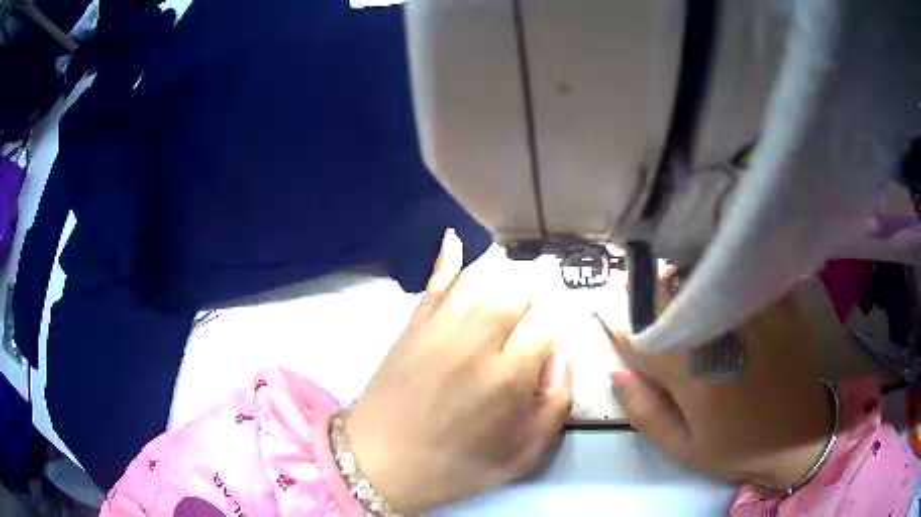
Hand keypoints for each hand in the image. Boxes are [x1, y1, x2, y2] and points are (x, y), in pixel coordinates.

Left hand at [346, 231, 571, 512]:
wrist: (379, 462)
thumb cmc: (455, 467)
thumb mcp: (523, 456)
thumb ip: (556, 403)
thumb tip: (561, 352)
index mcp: (509, 376)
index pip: (549, 318)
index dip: (560, 316)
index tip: (558, 326)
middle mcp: (476, 341)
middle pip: (518, 287)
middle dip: (536, 288)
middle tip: (538, 303)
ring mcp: (439, 327)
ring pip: (480, 275)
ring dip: (503, 267)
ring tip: (515, 269)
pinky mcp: (412, 324)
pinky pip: (436, 281)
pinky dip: (449, 257)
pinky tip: (456, 239)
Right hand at [600, 274, 833, 489]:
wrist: (800, 436)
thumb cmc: (738, 448)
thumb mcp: (683, 448)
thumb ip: (645, 411)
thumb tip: (615, 369)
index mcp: (697, 376)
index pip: (643, 336)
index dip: (618, 323)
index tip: (604, 313)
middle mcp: (726, 334)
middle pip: (674, 294)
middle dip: (648, 290)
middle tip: (637, 292)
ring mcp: (757, 313)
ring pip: (708, 275)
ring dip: (682, 275)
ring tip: (674, 283)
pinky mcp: (779, 304)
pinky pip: (744, 271)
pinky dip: (723, 268)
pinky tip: (717, 275)